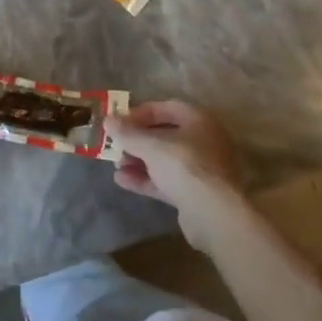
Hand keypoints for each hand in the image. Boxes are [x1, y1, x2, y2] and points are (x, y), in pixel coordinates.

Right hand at [105, 101, 245, 251]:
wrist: (213, 213)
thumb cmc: (184, 165)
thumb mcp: (150, 145)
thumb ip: (128, 133)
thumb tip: (108, 120)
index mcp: (198, 120)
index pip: (166, 107)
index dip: (140, 113)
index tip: (119, 122)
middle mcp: (203, 141)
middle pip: (164, 135)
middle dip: (137, 140)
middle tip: (116, 145)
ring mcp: (200, 169)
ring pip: (164, 159)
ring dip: (138, 161)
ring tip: (116, 165)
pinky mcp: (194, 193)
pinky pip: (166, 180)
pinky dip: (145, 179)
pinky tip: (121, 180)